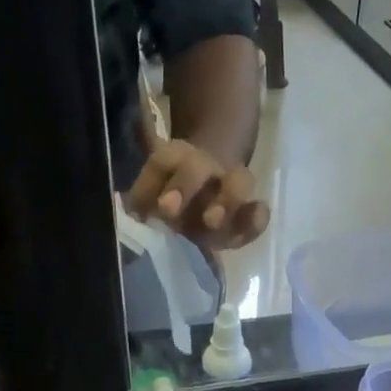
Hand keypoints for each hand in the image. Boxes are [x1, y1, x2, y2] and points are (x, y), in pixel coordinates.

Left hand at [125, 137, 269, 251]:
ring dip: (227, 200)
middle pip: (199, 166)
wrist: (207, 194)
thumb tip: (131, 215)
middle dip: (185, 185)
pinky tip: (246, 230)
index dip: (155, 179)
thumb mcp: (150, 197)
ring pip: (239, 180)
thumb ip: (140, 202)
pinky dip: (256, 220)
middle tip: (171, 212)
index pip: (163, 161)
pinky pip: (258, 212)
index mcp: (177, 160)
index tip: (158, 207)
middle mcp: (206, 169)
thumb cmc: (172, 199)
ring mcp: (231, 188)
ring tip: (213, 223)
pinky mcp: (247, 214)